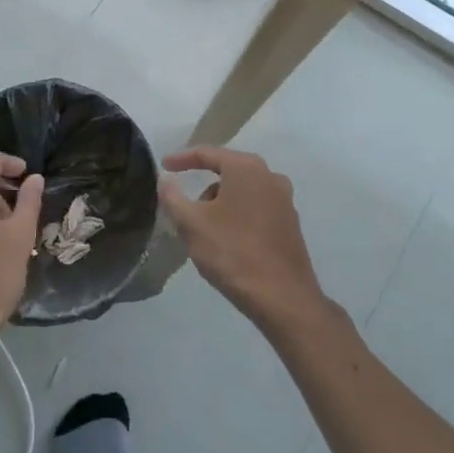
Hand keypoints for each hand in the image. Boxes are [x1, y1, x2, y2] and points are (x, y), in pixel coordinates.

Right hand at [160, 147, 327, 329]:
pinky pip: (256, 209)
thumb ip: (172, 196)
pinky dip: (237, 216)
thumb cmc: (233, 253)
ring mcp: (284, 200)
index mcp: (246, 168)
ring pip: (242, 192)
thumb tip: (165, 179)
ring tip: (205, 230)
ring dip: (220, 203)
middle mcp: (269, 176)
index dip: (181, 159)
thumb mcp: (191, 224)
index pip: (207, 153)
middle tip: (184, 205)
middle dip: (203, 186)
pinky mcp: (290, 223)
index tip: (163, 166)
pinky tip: (227, 240)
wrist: (283, 299)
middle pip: (226, 171)